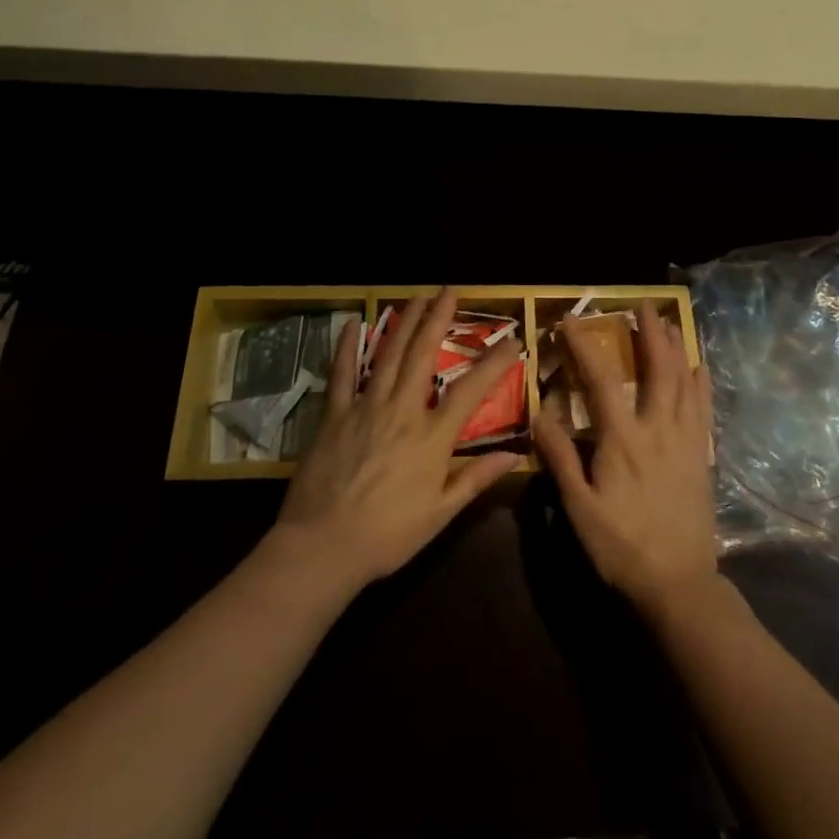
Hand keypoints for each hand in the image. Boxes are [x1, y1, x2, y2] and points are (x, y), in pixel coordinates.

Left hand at [275, 291, 521, 592]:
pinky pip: (342, 373)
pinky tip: (353, 323)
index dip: (494, 363)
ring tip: (417, 297)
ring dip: (405, 322)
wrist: (323, 547)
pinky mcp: (335, 415)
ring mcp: (365, 408)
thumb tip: (515, 454)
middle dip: (439, 319)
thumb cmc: (388, 535)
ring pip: (388, 355)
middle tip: (450, 291)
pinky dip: (347, 347)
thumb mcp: (441, 513)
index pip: (471, 391)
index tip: (513, 341)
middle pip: (423, 355)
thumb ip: (476, 478)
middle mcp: (401, 411)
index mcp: (431, 437)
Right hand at [532, 302, 718, 621]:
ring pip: (684, 382)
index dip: (585, 346)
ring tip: (669, 322)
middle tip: (643, 306)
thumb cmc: (621, 547)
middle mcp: (658, 430)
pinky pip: (704, 409)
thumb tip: (540, 414)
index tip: (571, 321)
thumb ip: (561, 458)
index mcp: (623, 440)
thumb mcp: (580, 508)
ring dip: (676, 348)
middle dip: (650, 333)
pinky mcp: (702, 456)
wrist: (679, 583)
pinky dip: (701, 382)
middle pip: (657, 369)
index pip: (602, 380)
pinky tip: (699, 367)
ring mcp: (685, 441)